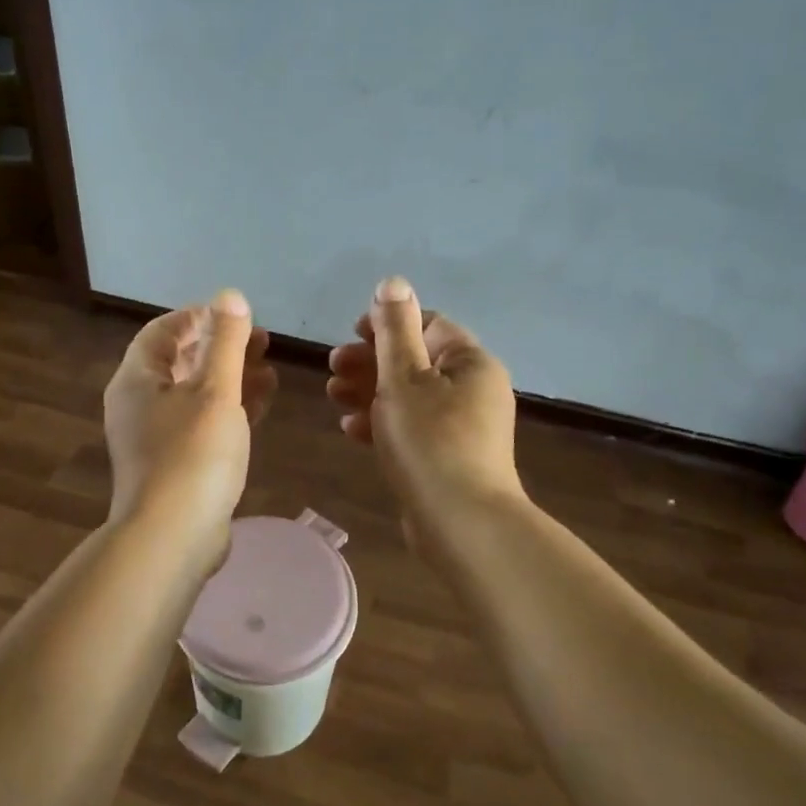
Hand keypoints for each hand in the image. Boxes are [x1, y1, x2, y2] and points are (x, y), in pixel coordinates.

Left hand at [104, 290, 276, 565]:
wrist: (172, 537)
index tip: (236, 316)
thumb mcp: (216, 390)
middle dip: (221, 347)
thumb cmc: (193, 454)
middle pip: (180, 361)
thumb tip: (229, 296)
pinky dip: (228, 409)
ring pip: (194, 394)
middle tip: (262, 341)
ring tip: (269, 370)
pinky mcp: (174, 464)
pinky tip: (261, 405)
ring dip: (230, 378)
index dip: (198, 317)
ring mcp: (155, 437)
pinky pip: (201, 423)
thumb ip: (225, 341)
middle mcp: (139, 404)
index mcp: (137, 379)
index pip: (163, 331)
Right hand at [327, 277, 524, 546]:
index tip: (350, 333)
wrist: (461, 523)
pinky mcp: (449, 457)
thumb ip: (394, 329)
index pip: (427, 325)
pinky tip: (351, 430)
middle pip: (415, 361)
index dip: (387, 324)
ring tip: (333, 397)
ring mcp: (463, 426)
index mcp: (470, 362)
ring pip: (409, 396)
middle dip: (370, 362)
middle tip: (332, 368)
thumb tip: (393, 282)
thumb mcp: (404, 378)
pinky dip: (383, 423)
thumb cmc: (430, 440)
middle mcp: (473, 389)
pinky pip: (413, 428)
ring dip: (369, 392)